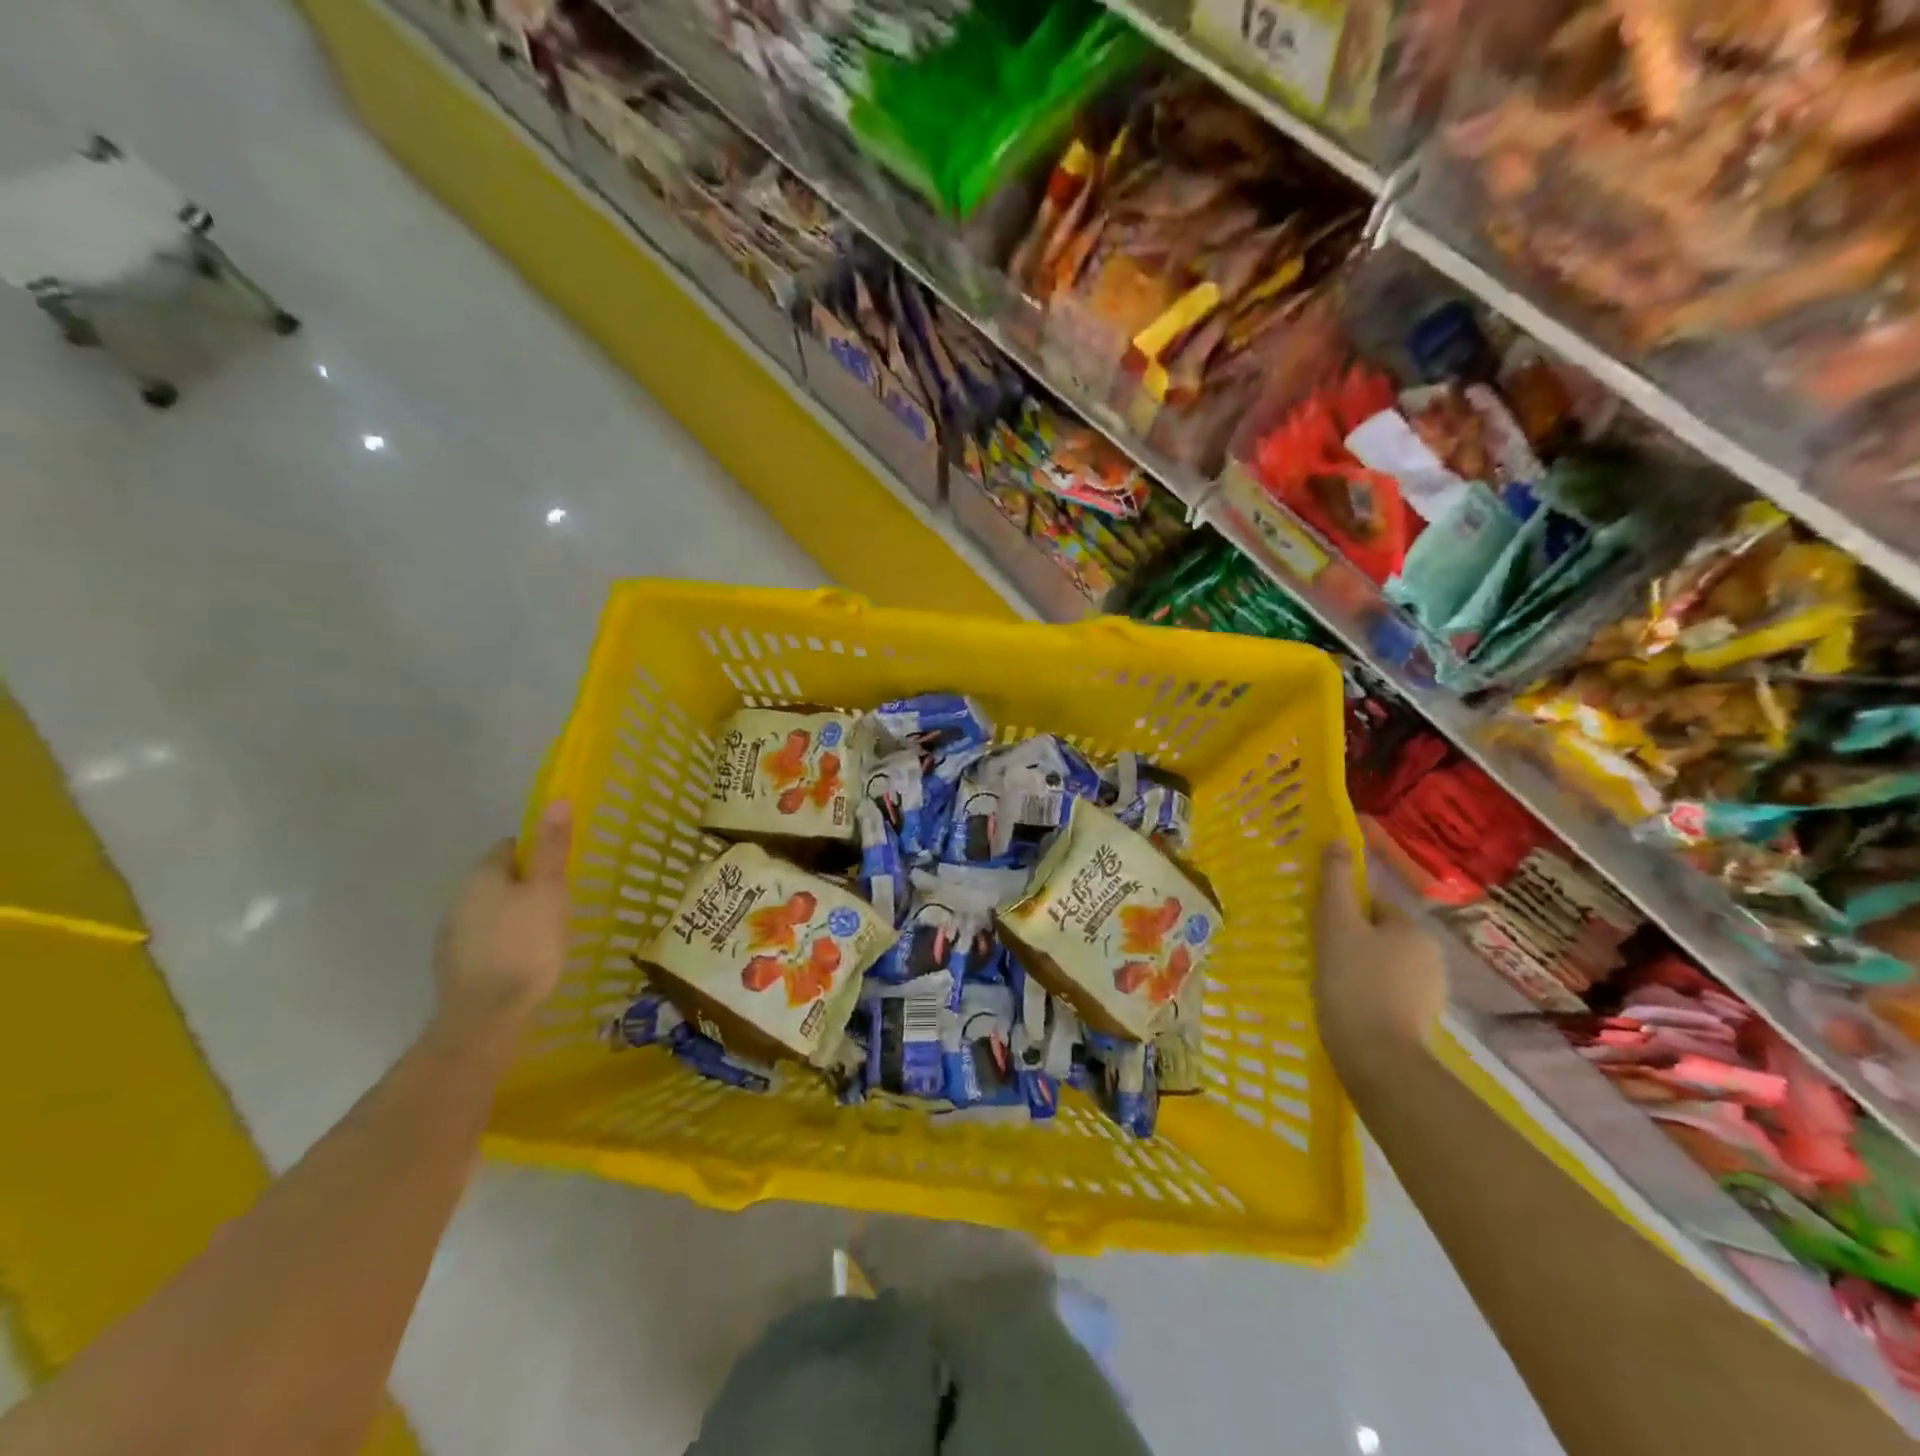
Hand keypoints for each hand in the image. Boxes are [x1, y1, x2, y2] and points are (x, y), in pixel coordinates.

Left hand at [434, 802, 573, 1033]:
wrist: (486, 1015)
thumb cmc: (526, 944)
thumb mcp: (549, 890)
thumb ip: (552, 848)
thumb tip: (557, 799)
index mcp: (482, 874)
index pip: (511, 846)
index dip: (538, 852)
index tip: (562, 871)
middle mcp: (459, 897)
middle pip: (499, 878)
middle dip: (527, 885)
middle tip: (561, 903)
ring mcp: (452, 934)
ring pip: (491, 910)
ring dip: (514, 915)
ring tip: (546, 934)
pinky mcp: (454, 965)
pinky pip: (485, 939)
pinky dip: (504, 942)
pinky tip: (524, 960)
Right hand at [1312, 843, 1445, 1062]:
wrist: (1379, 1060)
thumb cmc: (1353, 983)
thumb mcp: (1337, 925)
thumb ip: (1336, 882)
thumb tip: (1339, 840)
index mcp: (1413, 929)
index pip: (1372, 905)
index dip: (1342, 912)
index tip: (1319, 930)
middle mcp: (1431, 957)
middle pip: (1379, 935)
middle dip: (1352, 942)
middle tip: (1320, 957)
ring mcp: (1431, 993)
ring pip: (1384, 966)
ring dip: (1360, 970)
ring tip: (1330, 986)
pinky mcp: (1422, 1023)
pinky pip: (1389, 995)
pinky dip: (1369, 996)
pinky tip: (1349, 1008)